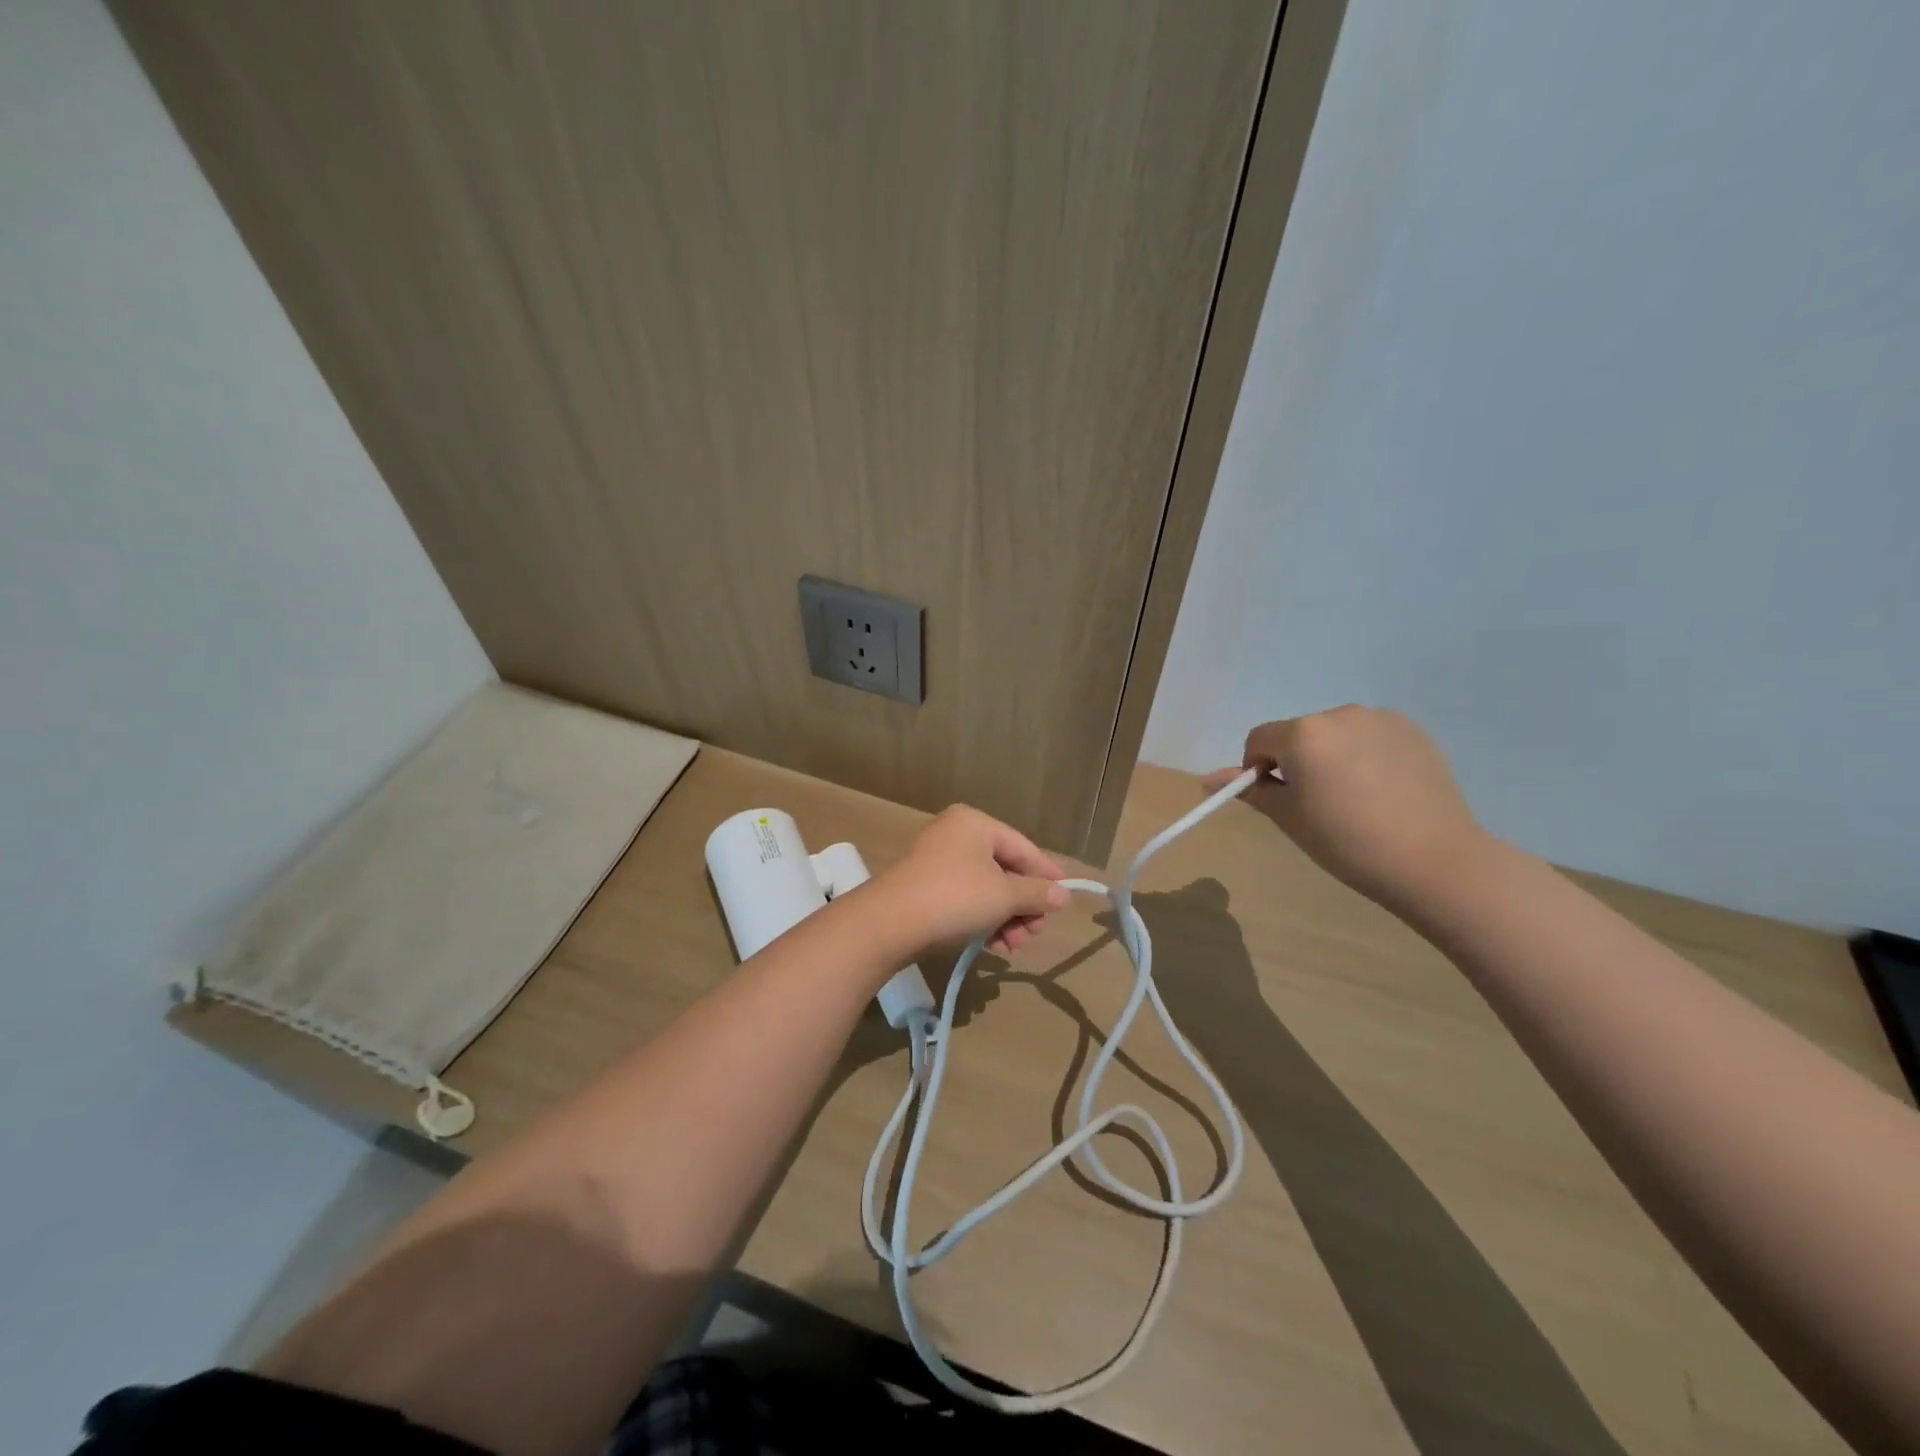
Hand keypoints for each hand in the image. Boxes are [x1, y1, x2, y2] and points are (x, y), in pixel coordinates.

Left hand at [873, 805, 1071, 955]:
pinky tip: (994, 946)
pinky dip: (982, 920)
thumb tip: (1063, 895)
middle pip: (1004, 869)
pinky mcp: (924, 888)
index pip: (1023, 847)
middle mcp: (955, 835)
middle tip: (1037, 933)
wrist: (890, 923)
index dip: (1047, 874)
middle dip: (1023, 905)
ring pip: (985, 889)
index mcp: (975, 824)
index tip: (1065, 900)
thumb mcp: (1004, 896)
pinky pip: (964, 900)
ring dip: (1005, 918)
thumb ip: (1036, 894)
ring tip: (1015, 947)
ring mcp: (937, 861)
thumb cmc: (955, 897)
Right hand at [1202, 706, 1490, 911]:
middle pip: (1299, 734)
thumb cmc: (1347, 842)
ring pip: (1335, 735)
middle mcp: (1340, 713)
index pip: (1259, 740)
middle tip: (1317, 805)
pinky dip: (1365, 757)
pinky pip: (1370, 738)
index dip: (1258, 769)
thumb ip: (1249, 790)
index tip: (1279, 800)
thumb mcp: (1288, 817)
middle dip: (1298, 762)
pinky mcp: (1414, 731)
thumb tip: (1207, 779)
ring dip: (1331, 757)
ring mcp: (1381, 719)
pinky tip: (1384, 791)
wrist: (1434, 861)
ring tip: (1355, 800)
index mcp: (1304, 733)